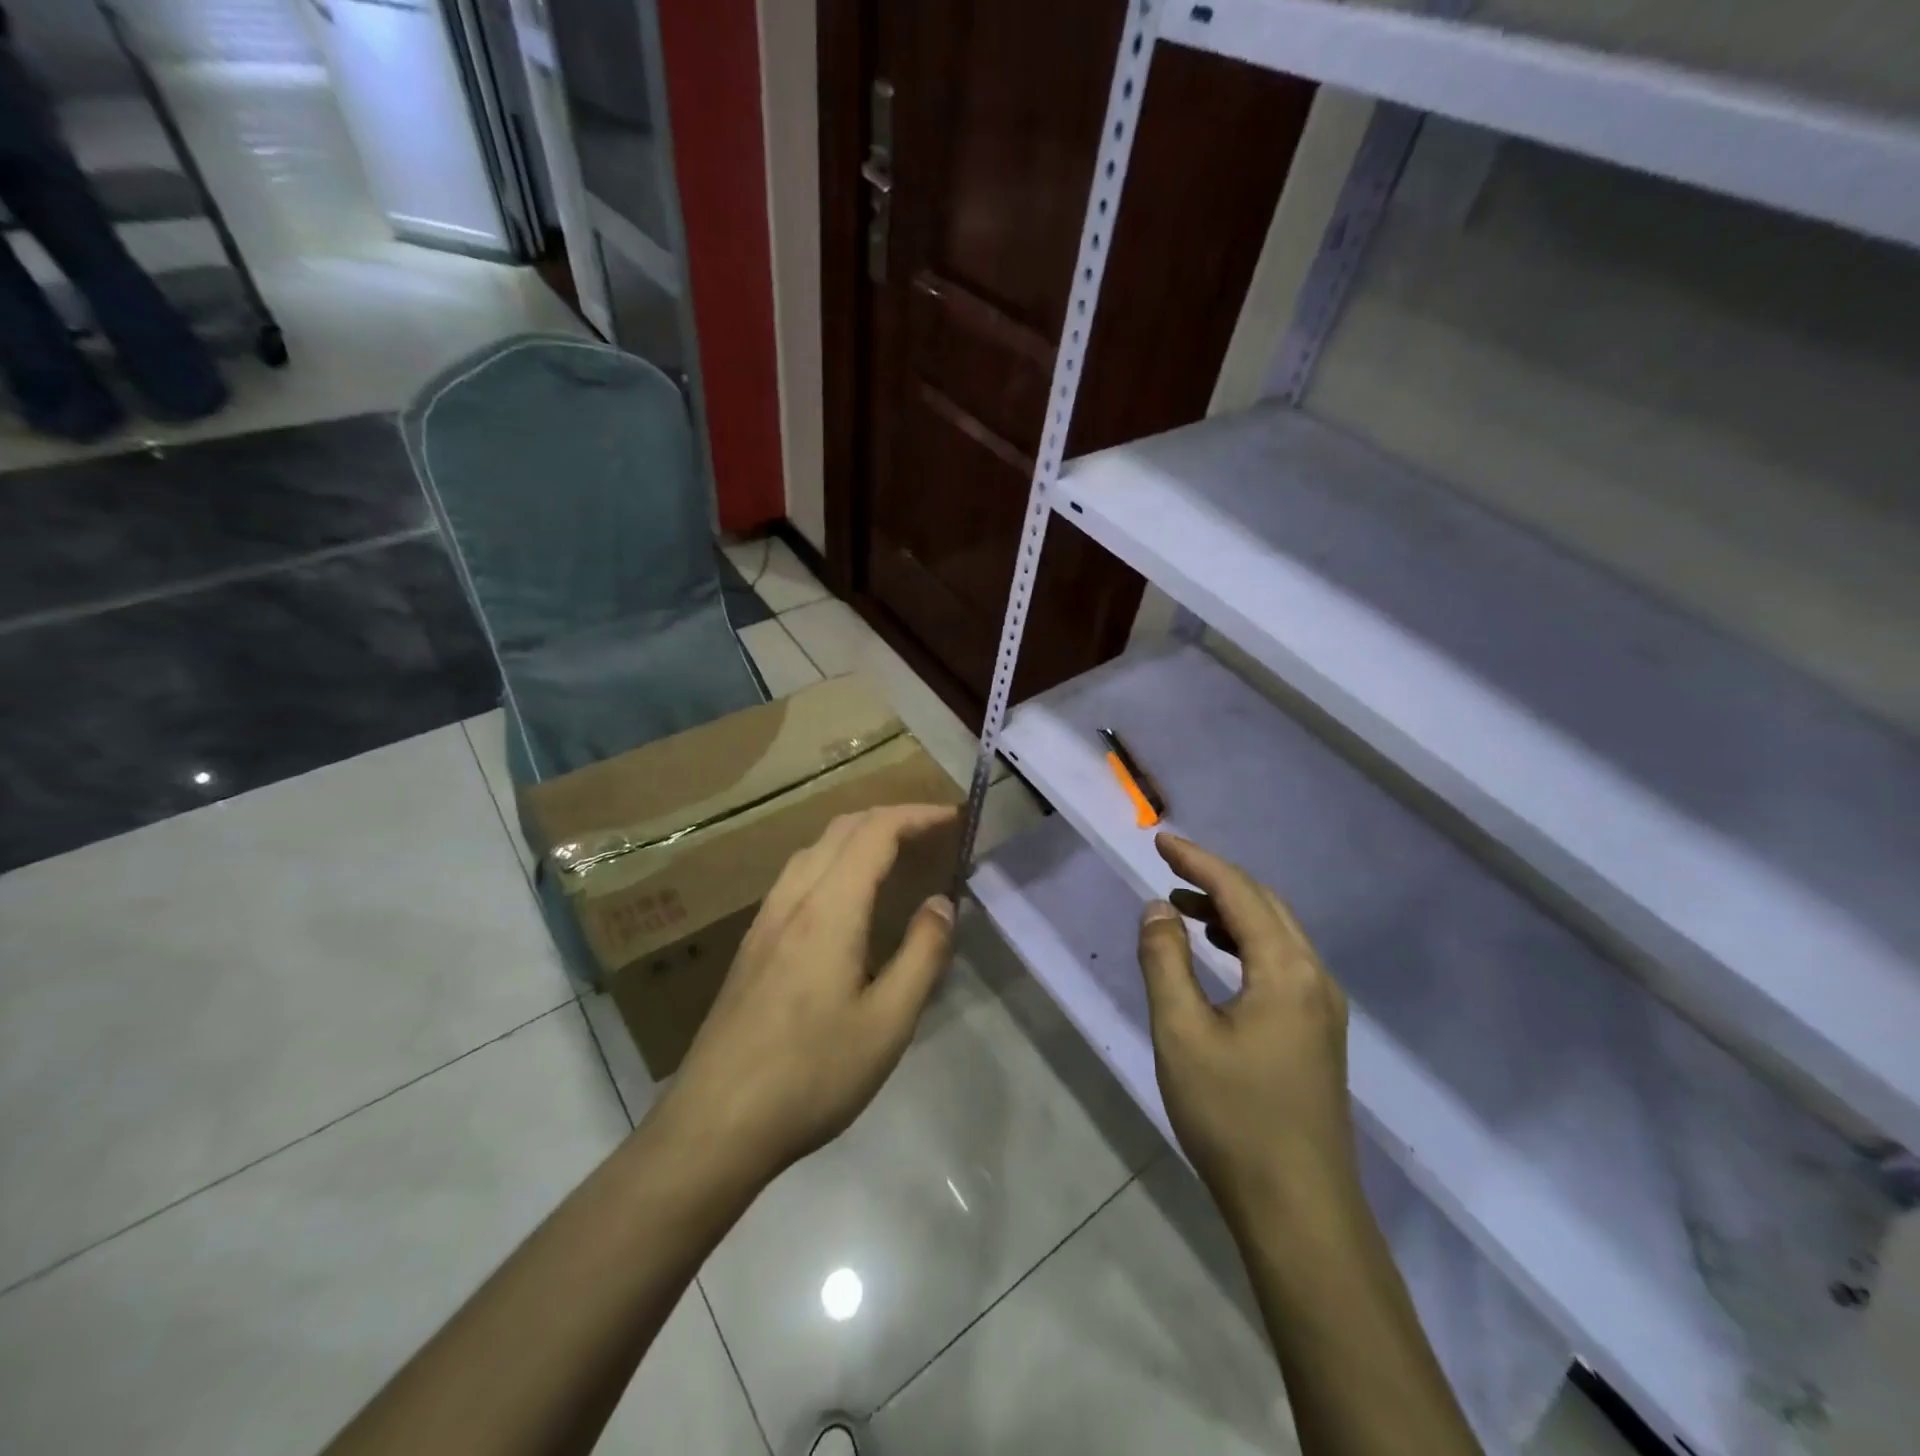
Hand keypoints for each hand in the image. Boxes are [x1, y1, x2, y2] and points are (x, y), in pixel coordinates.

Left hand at [655, 804, 958, 1186]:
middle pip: (842, 829)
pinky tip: (845, 897)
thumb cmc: (812, 1074)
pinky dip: (833, 860)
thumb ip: (922, 955)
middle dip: (891, 817)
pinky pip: (797, 875)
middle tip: (933, 832)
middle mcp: (793, 899)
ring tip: (896, 854)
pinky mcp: (752, 944)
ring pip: (814, 849)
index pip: (876, 832)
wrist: (716, 1123)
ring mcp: (765, 920)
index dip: (917, 815)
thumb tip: (940, 903)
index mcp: (829, 909)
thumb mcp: (888, 1023)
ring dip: (859, 835)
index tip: (954, 819)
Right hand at [1136, 833, 1354, 1221]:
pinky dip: (1245, 942)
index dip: (1197, 861)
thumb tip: (1157, 909)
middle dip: (1216, 879)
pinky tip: (1218, 957)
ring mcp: (1322, 1008)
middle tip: (1169, 867)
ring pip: (1276, 935)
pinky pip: (1281, 963)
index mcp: (1286, 970)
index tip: (1160, 840)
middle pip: (1265, 905)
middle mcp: (1314, 978)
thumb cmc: (1233, 1116)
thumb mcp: (1182, 1032)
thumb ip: (1165, 961)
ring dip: (1230, 910)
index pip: (1239, 893)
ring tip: (1183, 907)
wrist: (1299, 1209)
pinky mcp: (1318, 1033)